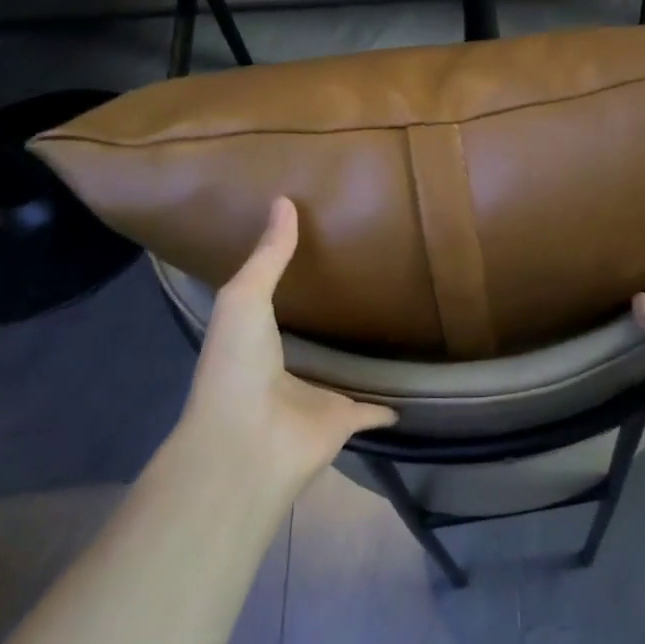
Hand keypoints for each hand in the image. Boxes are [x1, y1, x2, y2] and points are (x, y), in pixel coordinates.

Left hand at [177, 196, 394, 482]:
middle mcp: (285, 371)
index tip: (313, 252)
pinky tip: (407, 396)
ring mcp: (315, 400)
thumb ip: (268, 256)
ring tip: (386, 331)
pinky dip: (389, 408)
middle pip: (312, 342)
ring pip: (343, 376)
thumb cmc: (237, 366)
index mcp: (255, 342)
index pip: (273, 306)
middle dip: (328, 323)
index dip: (287, 282)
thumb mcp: (245, 298)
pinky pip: (373, 411)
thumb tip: (284, 200)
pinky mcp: (344, 423)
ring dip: (358, 362)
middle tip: (361, 287)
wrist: (246, 443)